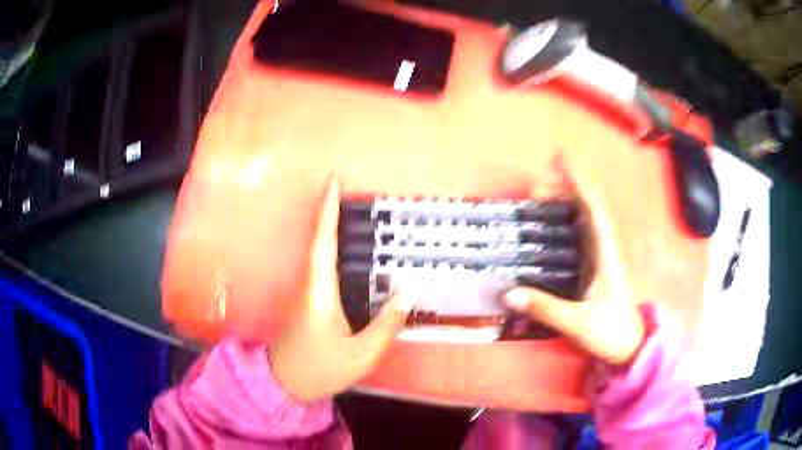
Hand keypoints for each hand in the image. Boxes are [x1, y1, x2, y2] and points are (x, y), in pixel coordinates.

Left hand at [269, 176, 414, 400]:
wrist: (285, 384)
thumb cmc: (322, 369)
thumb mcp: (361, 354)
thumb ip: (386, 324)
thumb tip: (410, 291)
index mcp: (320, 293)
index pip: (323, 243)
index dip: (328, 210)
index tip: (334, 180)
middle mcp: (309, 285)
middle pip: (318, 240)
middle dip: (330, 210)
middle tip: (348, 186)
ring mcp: (306, 292)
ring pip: (318, 252)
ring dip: (331, 226)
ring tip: (352, 209)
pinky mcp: (308, 300)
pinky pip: (322, 266)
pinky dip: (333, 248)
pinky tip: (349, 250)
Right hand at [503, 163, 644, 365]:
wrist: (630, 347)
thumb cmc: (610, 333)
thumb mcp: (578, 323)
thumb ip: (546, 308)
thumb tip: (509, 293)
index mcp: (606, 254)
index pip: (593, 209)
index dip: (578, 182)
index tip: (561, 160)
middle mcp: (606, 249)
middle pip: (588, 208)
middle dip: (567, 187)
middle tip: (539, 179)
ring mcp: (603, 258)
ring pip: (587, 220)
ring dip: (568, 201)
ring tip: (544, 192)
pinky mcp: (598, 268)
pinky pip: (584, 234)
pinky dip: (570, 220)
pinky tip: (555, 222)